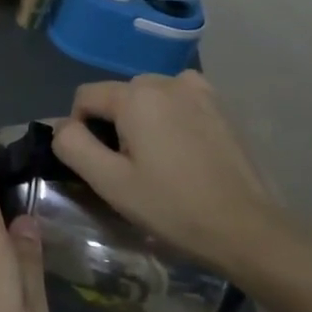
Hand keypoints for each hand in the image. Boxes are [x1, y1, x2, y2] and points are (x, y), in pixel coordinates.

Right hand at [52, 72, 277, 277]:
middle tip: (130, 168)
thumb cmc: (172, 206)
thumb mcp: (109, 182)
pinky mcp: (222, 107)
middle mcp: (167, 81)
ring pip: (148, 98)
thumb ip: (72, 145)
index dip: (80, 129)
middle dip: (114, 124)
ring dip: (143, 121)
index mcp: (136, 95)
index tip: (100, 164)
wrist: (249, 230)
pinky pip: (178, 102)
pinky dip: (171, 119)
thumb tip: (62, 126)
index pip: (84, 97)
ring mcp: (200, 91)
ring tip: (158, 161)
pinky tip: (184, 153)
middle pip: (118, 95)